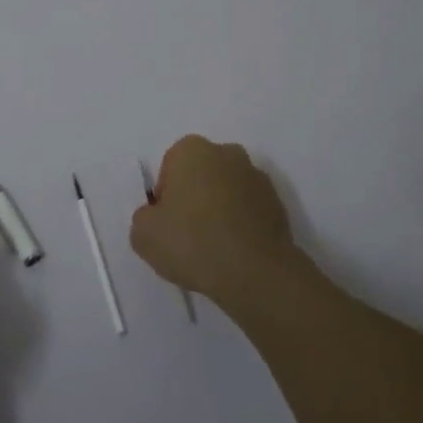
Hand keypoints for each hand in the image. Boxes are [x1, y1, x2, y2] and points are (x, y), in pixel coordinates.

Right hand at [131, 136, 297, 309]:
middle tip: (187, 233)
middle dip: (194, 196)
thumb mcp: (143, 234)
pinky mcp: (278, 203)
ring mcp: (257, 177)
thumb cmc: (193, 242)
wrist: (256, 273)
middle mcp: (227, 153)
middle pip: (201, 174)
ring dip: (219, 209)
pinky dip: (241, 224)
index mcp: (192, 150)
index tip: (168, 223)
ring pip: (227, 190)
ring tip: (213, 247)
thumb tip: (158, 217)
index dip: (165, 196)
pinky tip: (234, 252)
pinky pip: (248, 210)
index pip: (170, 167)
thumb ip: (144, 217)